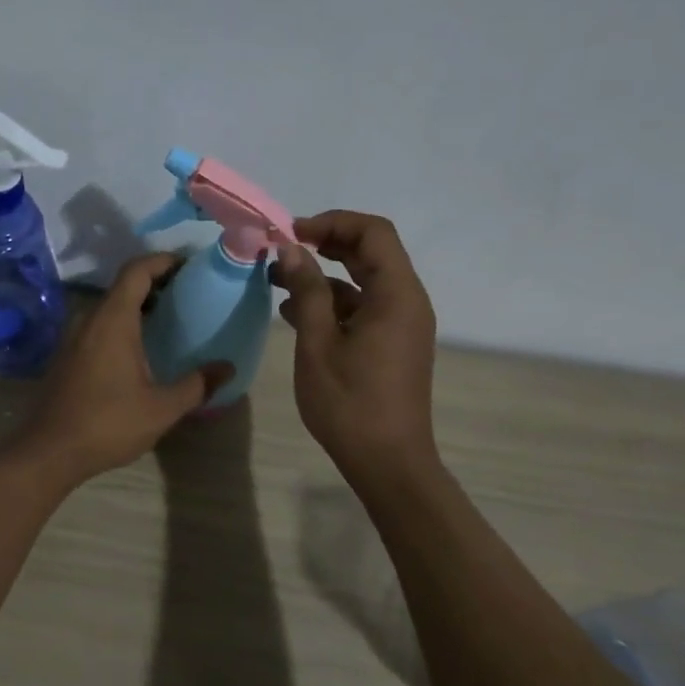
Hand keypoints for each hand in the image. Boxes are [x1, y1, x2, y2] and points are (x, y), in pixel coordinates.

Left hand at [19, 254, 230, 485]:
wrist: (49, 451)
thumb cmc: (108, 424)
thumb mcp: (161, 408)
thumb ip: (197, 385)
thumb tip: (227, 368)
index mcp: (113, 320)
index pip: (137, 270)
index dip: (164, 261)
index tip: (190, 266)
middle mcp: (90, 319)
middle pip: (124, 285)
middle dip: (157, 282)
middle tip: (189, 294)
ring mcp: (73, 337)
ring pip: (110, 306)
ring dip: (139, 305)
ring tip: (170, 320)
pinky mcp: (67, 355)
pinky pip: (98, 325)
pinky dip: (122, 323)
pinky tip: (141, 349)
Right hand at [272, 211, 439, 484]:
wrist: (388, 463)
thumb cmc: (350, 403)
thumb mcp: (318, 343)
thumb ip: (306, 290)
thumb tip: (291, 248)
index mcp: (397, 295)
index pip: (373, 232)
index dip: (332, 222)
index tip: (291, 234)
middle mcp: (407, 302)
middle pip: (371, 252)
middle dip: (326, 244)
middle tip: (282, 251)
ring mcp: (401, 325)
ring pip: (364, 281)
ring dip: (324, 276)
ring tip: (278, 282)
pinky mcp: (391, 344)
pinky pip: (363, 308)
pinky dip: (332, 302)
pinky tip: (294, 313)